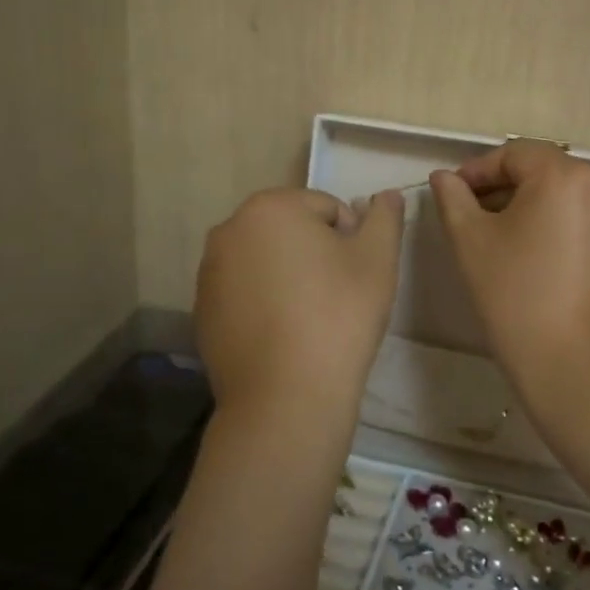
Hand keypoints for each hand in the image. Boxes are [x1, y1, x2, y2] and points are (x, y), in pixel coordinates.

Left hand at [195, 188, 405, 416]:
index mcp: (270, 207)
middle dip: (316, 255)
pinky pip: (245, 292)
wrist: (286, 396)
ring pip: (266, 261)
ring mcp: (209, 272)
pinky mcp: (202, 311)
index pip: (327, 208)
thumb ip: (385, 218)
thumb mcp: (377, 260)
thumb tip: (386, 194)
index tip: (357, 278)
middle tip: (337, 297)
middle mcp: (230, 229)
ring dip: (290, 277)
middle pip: (292, 231)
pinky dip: (265, 303)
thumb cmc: (338, 316)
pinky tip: (283, 336)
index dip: (351, 240)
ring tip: (310, 319)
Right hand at [430, 142, 589, 411]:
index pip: (515, 154)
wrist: (584, 373)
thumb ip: (454, 200)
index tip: (454, 195)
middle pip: (547, 173)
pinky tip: (548, 265)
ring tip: (511, 245)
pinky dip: (568, 231)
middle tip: (476, 221)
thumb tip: (445, 177)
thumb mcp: (472, 245)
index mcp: (567, 175)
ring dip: (539, 210)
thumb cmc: (519, 301)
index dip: (479, 171)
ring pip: (573, 199)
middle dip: (508, 190)